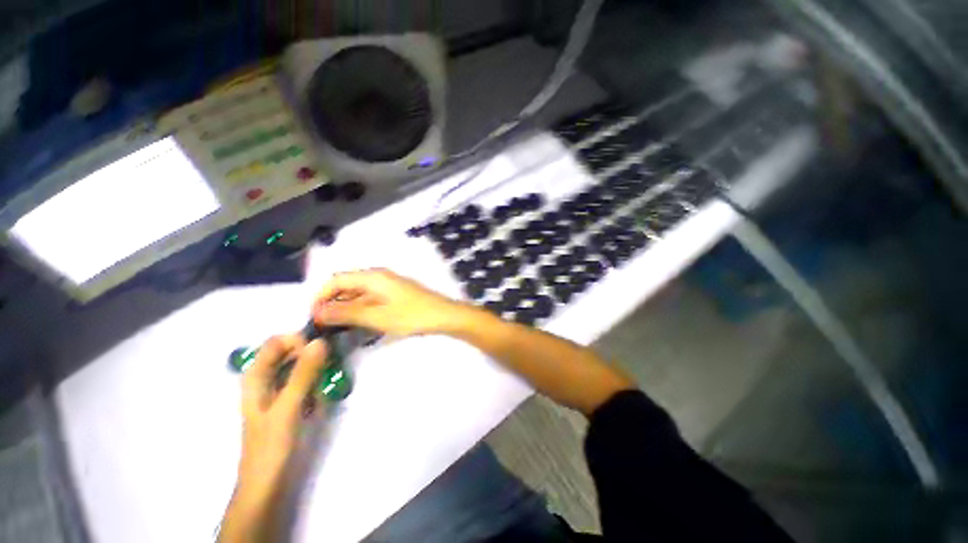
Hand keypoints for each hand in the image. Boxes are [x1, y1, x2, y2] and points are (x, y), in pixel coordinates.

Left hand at [237, 335, 327, 496]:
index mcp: (256, 377)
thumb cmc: (272, 446)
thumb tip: (320, 341)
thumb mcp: (289, 407)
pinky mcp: (289, 401)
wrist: (267, 485)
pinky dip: (316, 379)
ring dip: (316, 366)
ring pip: (298, 365)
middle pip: (289, 351)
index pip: (277, 342)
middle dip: (311, 352)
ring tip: (328, 378)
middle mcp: (265, 379)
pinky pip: (305, 379)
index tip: (320, 351)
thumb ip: (303, 373)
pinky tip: (323, 391)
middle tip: (330, 364)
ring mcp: (277, 390)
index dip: (298, 341)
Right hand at [312, 268, 468, 335]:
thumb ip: (346, 312)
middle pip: (346, 285)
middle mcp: (378, 277)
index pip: (336, 279)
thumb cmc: (411, 315)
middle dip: (331, 302)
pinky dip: (359, 309)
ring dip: (345, 307)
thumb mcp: (376, 316)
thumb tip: (317, 311)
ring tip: (334, 327)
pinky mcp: (395, 294)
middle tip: (321, 326)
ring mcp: (388, 285)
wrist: (443, 316)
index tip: (311, 317)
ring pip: (358, 293)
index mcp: (373, 276)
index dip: (320, 296)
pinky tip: (356, 323)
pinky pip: (370, 299)